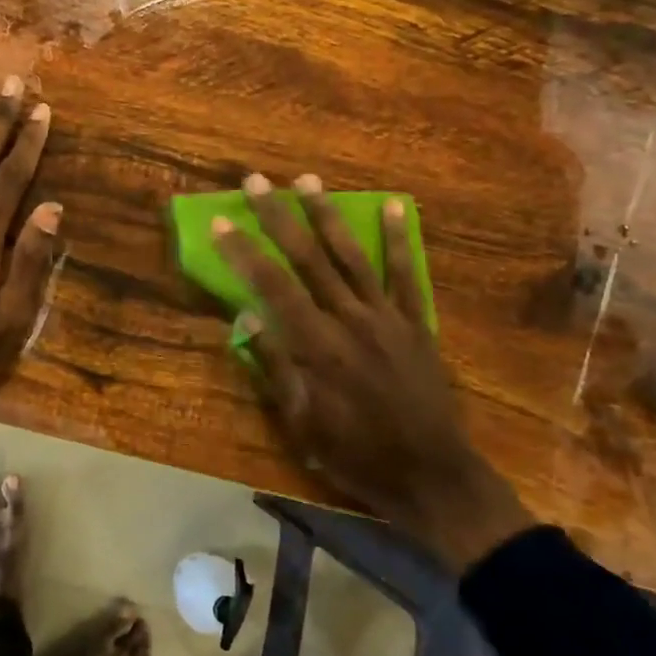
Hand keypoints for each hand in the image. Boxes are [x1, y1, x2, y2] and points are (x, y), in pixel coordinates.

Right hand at [213, 172, 534, 571]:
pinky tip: (392, 206)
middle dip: (279, 216)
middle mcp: (349, 319)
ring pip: (351, 255)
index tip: (222, 221)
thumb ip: (276, 368)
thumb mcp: (303, 425)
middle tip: (256, 181)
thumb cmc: (357, 455)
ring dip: (327, 214)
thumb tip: (246, 319)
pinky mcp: (415, 322)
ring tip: (308, 179)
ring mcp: (386, 316)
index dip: (244, 252)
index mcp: (317, 346)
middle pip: (308, 258)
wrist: (433, 475)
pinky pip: (405, 273)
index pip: (272, 286)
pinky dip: (398, 238)